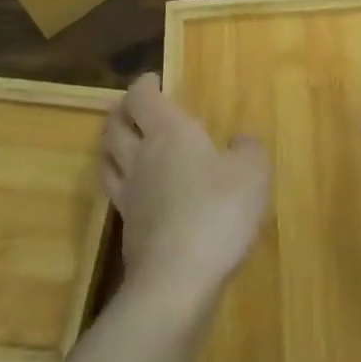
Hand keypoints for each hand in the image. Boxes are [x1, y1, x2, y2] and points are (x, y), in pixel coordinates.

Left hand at [101, 74, 269, 301]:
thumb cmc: (217, 212)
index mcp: (168, 132)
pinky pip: (117, 193)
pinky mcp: (127, 230)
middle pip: (115, 126)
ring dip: (113, 144)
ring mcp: (128, 195)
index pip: (142, 98)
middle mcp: (141, 156)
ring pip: (108, 158)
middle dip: (122, 112)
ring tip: (123, 142)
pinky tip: (137, 190)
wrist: (177, 281)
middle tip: (133, 108)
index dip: (144, 86)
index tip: (154, 80)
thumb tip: (240, 142)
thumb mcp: (252, 172)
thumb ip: (248, 149)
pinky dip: (122, 182)